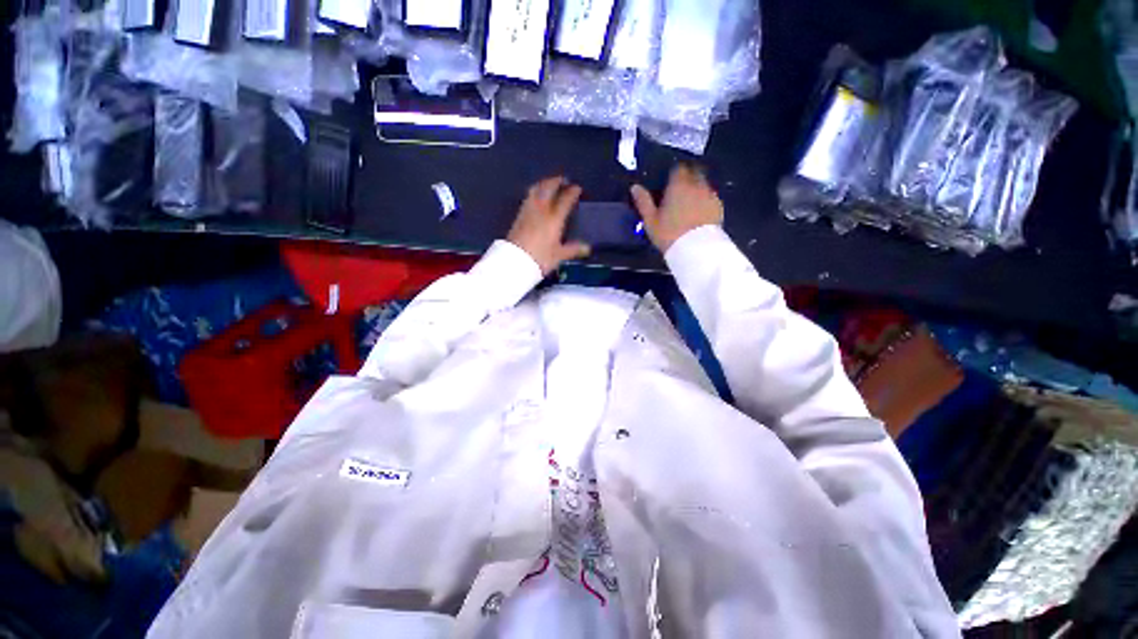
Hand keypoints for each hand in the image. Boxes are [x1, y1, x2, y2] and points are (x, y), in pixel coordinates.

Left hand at [507, 177, 589, 274]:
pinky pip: (528, 197)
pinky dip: (535, 192)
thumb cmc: (540, 258)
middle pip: (548, 188)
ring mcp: (528, 211)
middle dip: (557, 181)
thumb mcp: (558, 256)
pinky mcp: (519, 216)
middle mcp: (541, 210)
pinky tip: (536, 197)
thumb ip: (572, 249)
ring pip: (536, 190)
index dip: (572, 192)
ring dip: (544, 183)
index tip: (577, 188)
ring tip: (550, 184)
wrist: (515, 261)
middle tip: (564, 180)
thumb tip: (587, 248)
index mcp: (554, 218)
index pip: (565, 200)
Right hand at [631, 164, 723, 252]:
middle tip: (678, 191)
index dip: (673, 173)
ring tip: (688, 203)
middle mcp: (696, 185)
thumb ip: (643, 202)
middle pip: (693, 173)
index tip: (668, 182)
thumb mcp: (650, 220)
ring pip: (703, 185)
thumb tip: (635, 187)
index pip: (678, 169)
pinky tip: (698, 212)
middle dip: (687, 178)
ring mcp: (710, 195)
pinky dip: (704, 200)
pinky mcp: (718, 206)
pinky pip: (710, 197)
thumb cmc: (669, 233)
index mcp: (678, 185)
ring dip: (696, 189)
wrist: (695, 249)